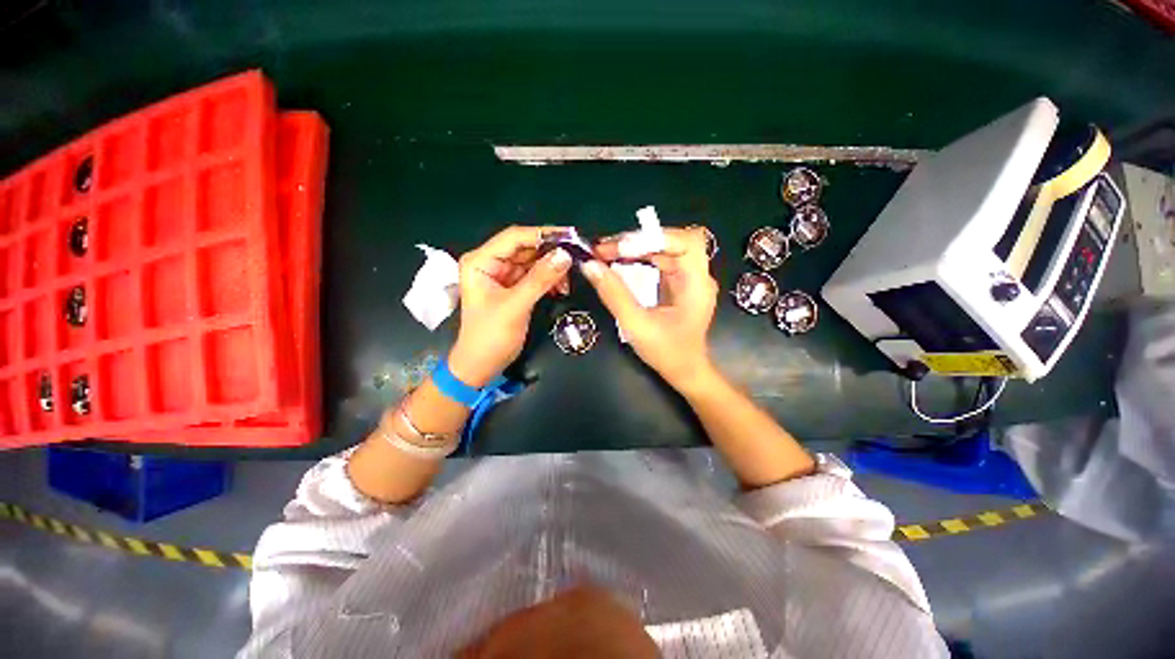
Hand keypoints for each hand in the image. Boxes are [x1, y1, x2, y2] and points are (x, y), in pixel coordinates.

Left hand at [449, 226, 571, 386]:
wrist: (481, 365)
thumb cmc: (490, 336)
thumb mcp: (515, 306)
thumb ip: (540, 279)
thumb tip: (566, 255)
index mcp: (481, 261)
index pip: (514, 237)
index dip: (542, 234)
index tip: (571, 236)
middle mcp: (491, 263)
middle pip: (525, 248)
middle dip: (551, 252)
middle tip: (577, 256)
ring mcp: (503, 276)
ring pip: (533, 261)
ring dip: (552, 267)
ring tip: (571, 276)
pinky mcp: (513, 288)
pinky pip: (535, 276)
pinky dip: (549, 279)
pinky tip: (562, 287)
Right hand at [583, 227, 718, 390]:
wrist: (685, 371)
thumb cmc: (667, 352)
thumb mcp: (636, 325)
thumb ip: (613, 294)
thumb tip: (589, 265)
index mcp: (697, 284)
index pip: (686, 241)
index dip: (655, 237)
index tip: (622, 247)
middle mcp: (696, 275)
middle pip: (670, 241)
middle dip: (637, 241)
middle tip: (603, 249)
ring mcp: (687, 278)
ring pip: (662, 249)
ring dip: (634, 247)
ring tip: (604, 252)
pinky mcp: (677, 283)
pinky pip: (657, 261)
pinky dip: (637, 258)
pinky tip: (618, 261)